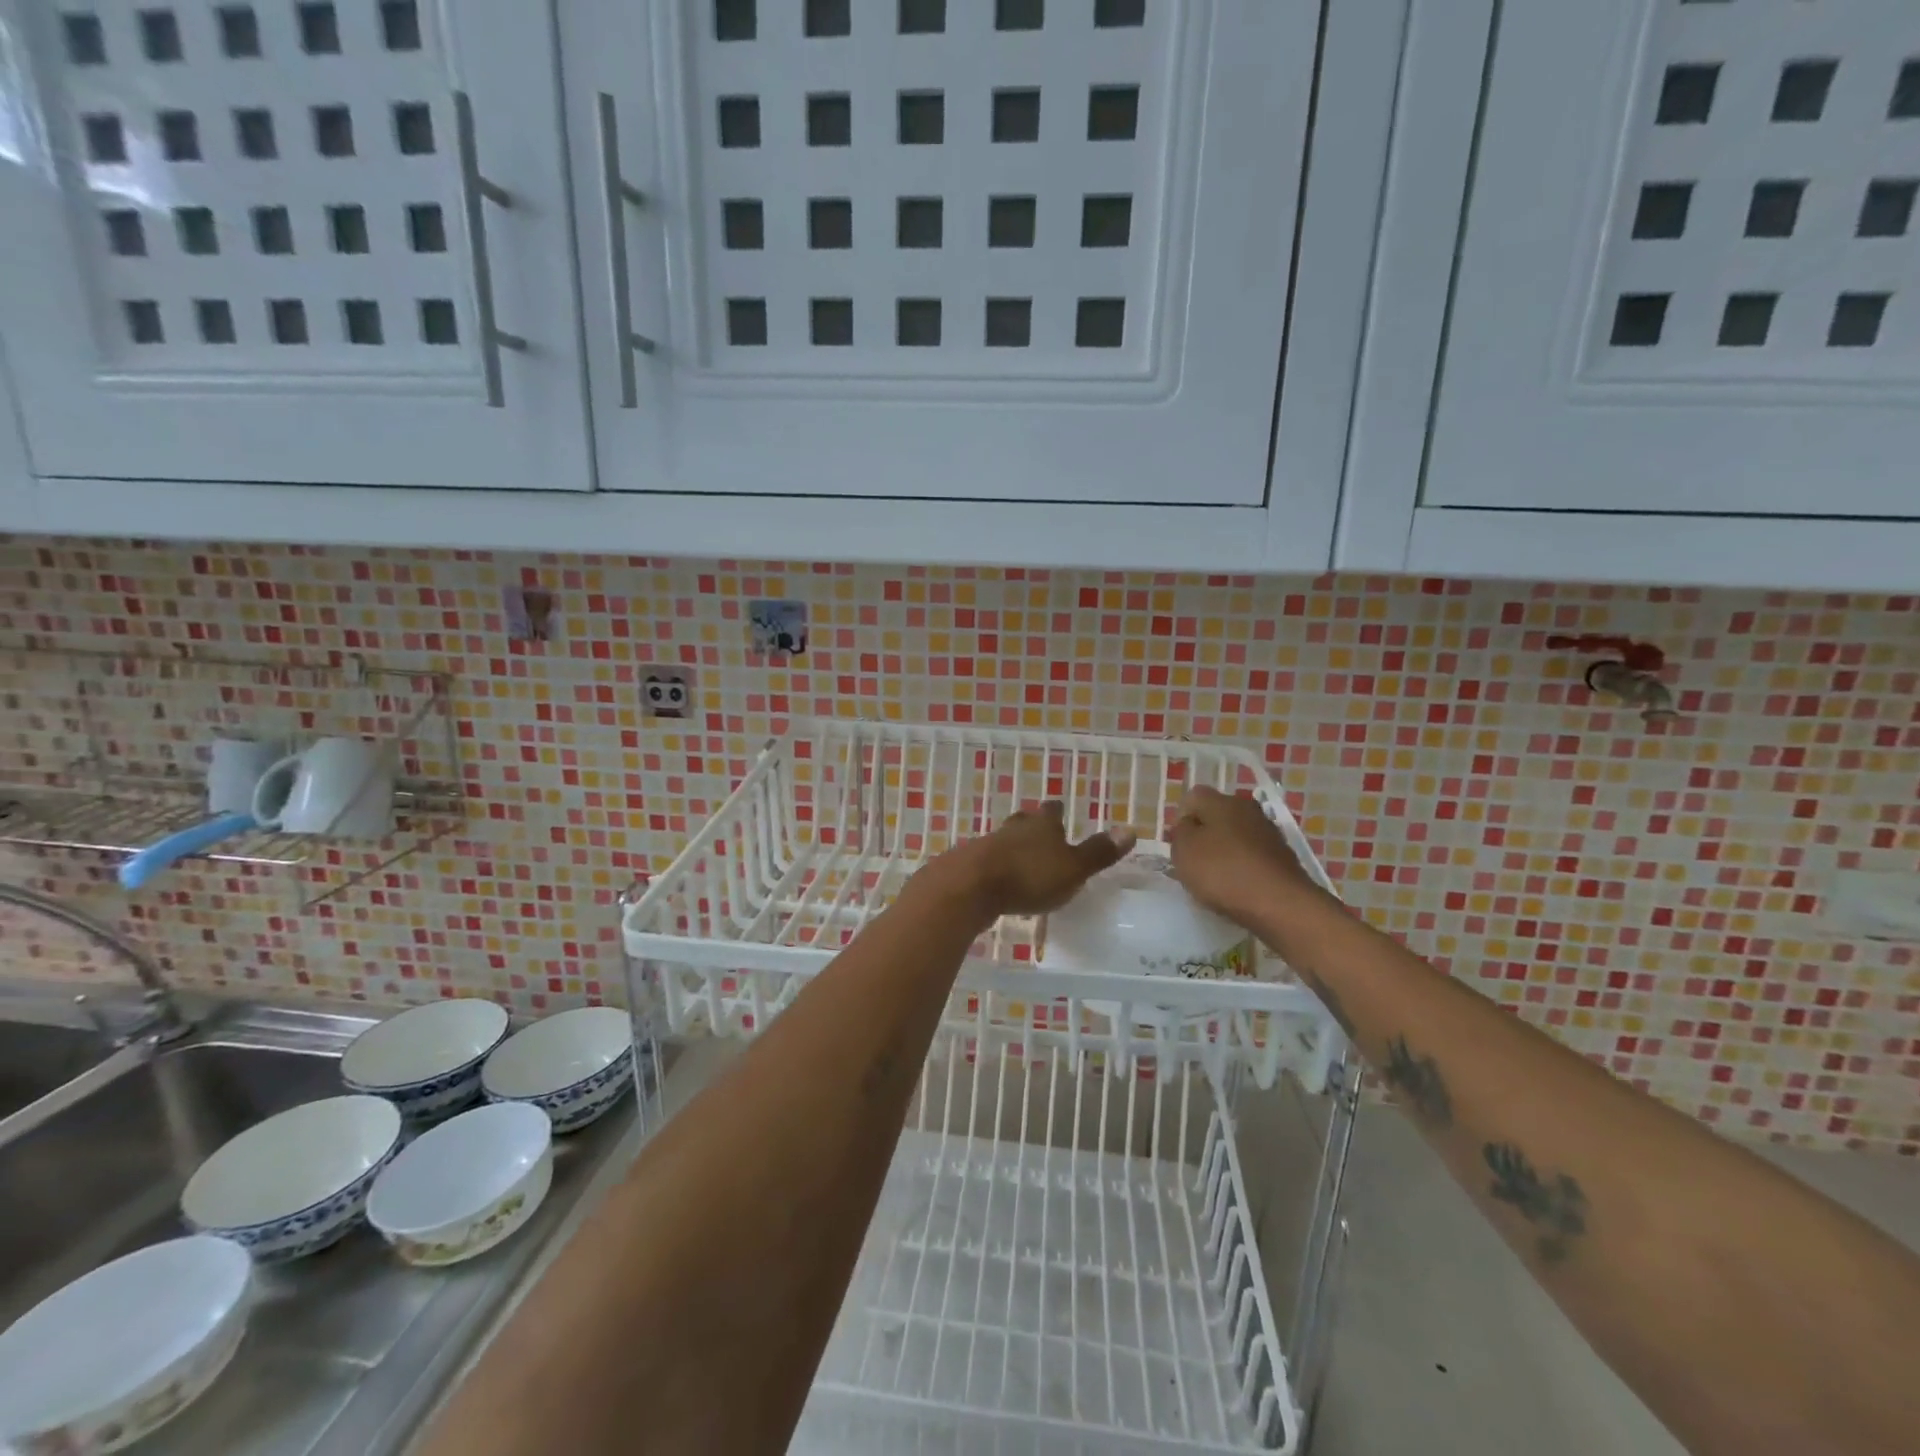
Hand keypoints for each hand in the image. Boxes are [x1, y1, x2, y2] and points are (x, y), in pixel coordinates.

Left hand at [927, 802, 1136, 921]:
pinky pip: (987, 862)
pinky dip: (996, 868)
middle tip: (1040, 832)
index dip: (1058, 811)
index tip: (1060, 809)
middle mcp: (1014, 829)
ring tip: (1021, 859)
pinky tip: (998, 880)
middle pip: (1025, 821)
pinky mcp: (968, 865)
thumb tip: (1130, 829)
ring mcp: (987, 844)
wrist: (969, 887)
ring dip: (1013, 847)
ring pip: (1004, 840)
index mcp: (1042, 825)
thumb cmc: (1028, 876)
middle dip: (1033, 826)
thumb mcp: (1073, 868)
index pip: (1052, 811)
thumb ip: (1099, 852)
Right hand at [1168, 786, 1321, 924]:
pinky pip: (1253, 856)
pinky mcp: (1284, 856)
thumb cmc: (1223, 871)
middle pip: (1216, 816)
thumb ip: (1180, 832)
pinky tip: (1239, 888)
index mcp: (1222, 800)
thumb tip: (1190, 826)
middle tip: (1194, 863)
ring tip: (1216, 880)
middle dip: (1204, 836)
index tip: (1179, 845)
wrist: (1280, 904)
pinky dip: (1243, 868)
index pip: (1192, 798)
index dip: (1181, 820)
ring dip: (1224, 852)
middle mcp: (1248, 808)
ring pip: (1236, 836)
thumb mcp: (1184, 850)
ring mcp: (1269, 832)